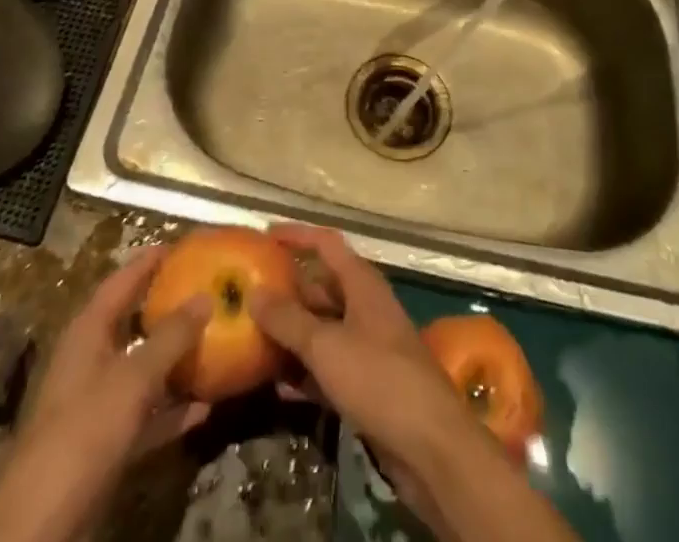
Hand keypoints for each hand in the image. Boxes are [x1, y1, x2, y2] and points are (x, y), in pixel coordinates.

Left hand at [0, 246, 207, 541]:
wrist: (41, 522)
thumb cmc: (85, 431)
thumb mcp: (133, 378)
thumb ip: (171, 337)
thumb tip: (205, 296)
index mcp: (88, 332)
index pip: (121, 281)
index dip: (149, 261)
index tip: (180, 245)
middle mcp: (90, 359)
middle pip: (132, 322)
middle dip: (166, 307)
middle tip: (204, 289)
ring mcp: (95, 403)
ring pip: (141, 368)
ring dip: (174, 359)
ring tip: (213, 341)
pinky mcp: (103, 442)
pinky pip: (144, 413)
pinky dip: (171, 408)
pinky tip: (204, 407)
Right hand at [250, 225, 576, 541]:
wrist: (430, 445)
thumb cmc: (379, 378)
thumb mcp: (326, 345)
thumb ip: (289, 319)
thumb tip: (254, 292)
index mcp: (362, 283)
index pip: (326, 244)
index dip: (297, 235)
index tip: (265, 234)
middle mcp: (365, 307)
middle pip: (321, 287)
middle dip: (287, 290)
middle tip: (247, 294)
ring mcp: (367, 346)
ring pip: (322, 329)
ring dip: (291, 334)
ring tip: (251, 338)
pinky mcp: (367, 384)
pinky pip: (328, 366)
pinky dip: (304, 371)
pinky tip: (275, 385)